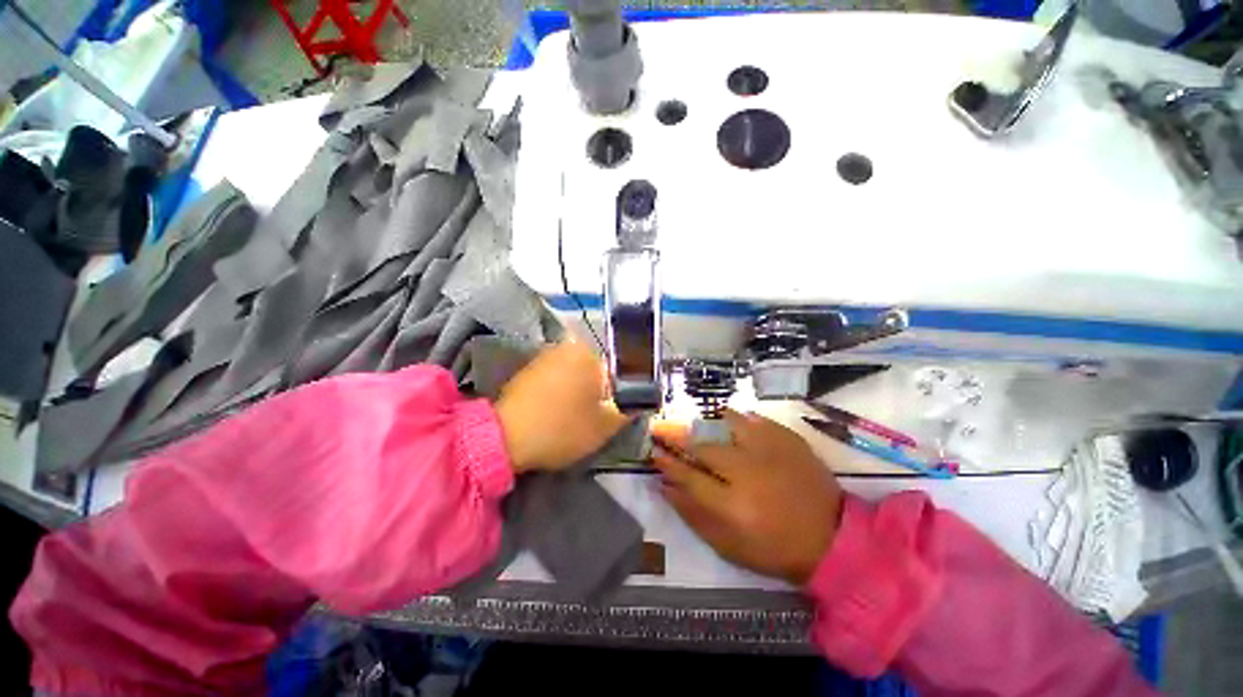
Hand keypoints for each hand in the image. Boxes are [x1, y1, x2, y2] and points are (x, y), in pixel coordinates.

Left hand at [495, 340, 627, 472]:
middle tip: (592, 418)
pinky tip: (554, 412)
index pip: (617, 370)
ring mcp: (544, 356)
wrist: (504, 439)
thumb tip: (640, 399)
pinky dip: (560, 392)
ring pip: (575, 374)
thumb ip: (630, 408)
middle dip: (598, 392)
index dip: (618, 394)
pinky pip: (556, 378)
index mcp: (589, 353)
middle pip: (595, 370)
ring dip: (579, 393)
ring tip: (572, 417)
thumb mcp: (607, 425)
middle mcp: (566, 346)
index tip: (611, 414)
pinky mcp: (528, 370)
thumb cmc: (562, 428)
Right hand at [650, 411, 843, 584]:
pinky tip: (734, 423)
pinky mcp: (788, 441)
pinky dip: (740, 419)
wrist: (833, 539)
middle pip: (703, 447)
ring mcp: (770, 452)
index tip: (653, 452)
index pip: (687, 476)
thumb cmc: (775, 548)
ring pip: (729, 424)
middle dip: (680, 438)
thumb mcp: (728, 546)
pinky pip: (756, 420)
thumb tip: (665, 486)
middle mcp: (747, 472)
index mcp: (732, 505)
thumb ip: (693, 515)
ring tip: (702, 424)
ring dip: (710, 423)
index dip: (667, 463)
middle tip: (667, 432)